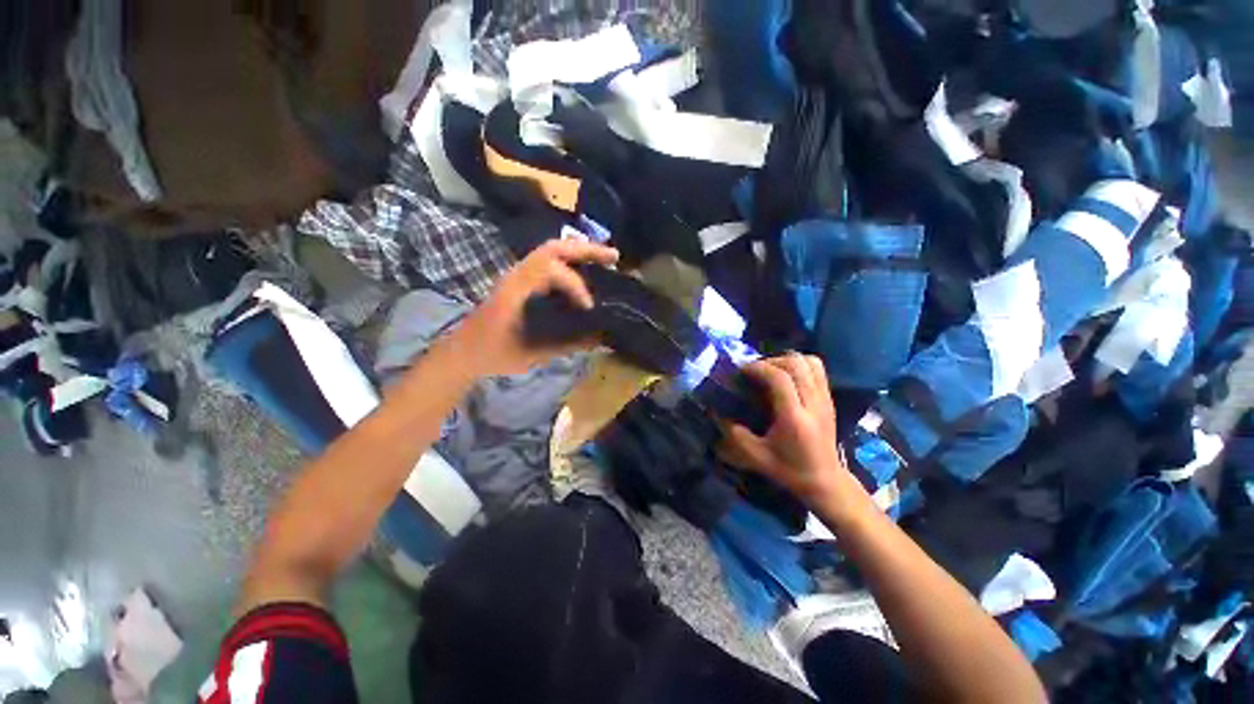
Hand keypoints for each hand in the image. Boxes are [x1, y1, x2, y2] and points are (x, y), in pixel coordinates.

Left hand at [454, 239, 618, 374]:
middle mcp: (517, 275)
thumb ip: (567, 344)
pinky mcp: (522, 282)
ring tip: (606, 260)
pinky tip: (586, 272)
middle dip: (587, 250)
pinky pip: (549, 263)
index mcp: (515, 289)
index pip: (551, 270)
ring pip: (552, 252)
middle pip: (554, 248)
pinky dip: (571, 262)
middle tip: (615, 257)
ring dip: (580, 252)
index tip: (589, 308)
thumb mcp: (532, 353)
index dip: (576, 286)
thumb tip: (601, 338)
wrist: (464, 352)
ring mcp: (519, 275)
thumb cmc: (494, 354)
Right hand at [718, 354, 849, 502]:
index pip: (780, 378)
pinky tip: (786, 377)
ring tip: (770, 371)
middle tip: (754, 370)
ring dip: (786, 360)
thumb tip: (716, 413)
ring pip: (809, 362)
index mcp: (794, 417)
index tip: (742, 371)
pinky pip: (816, 368)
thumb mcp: (757, 457)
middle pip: (795, 364)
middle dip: (771, 361)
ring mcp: (824, 399)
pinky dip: (799, 365)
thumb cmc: (789, 470)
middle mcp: (813, 403)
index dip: (758, 368)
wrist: (825, 482)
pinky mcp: (829, 398)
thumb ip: (735, 435)